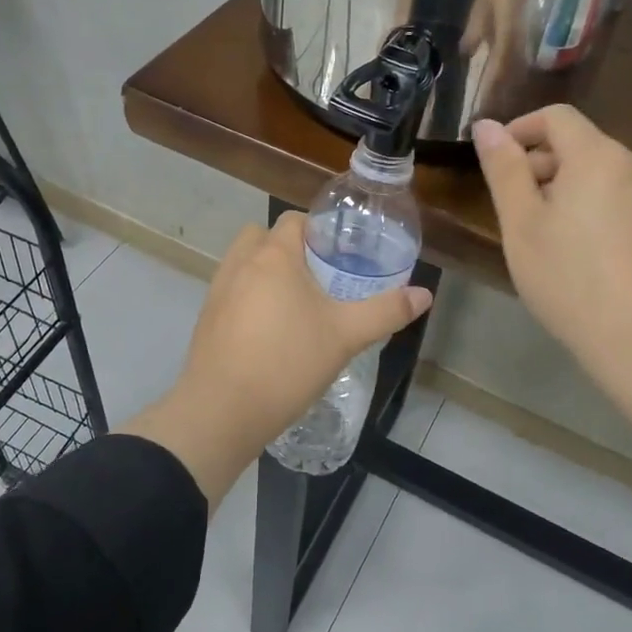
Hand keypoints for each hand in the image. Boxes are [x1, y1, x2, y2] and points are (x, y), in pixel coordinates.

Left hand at [119, 211, 432, 508]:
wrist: (222, 410)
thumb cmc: (288, 363)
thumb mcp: (346, 336)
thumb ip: (386, 311)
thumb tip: (425, 294)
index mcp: (274, 256)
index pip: (293, 220)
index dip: (318, 230)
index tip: (340, 255)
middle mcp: (239, 264)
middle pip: (263, 237)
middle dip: (288, 248)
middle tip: (317, 277)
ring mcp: (217, 291)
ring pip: (243, 264)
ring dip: (265, 273)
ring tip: (294, 305)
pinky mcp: (206, 318)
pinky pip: (231, 292)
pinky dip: (248, 298)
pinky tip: (269, 332)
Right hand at [473, 105, 631, 382]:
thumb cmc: (570, 278)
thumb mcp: (521, 223)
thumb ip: (503, 169)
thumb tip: (486, 125)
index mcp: (596, 155)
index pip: (556, 116)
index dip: (519, 129)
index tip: (494, 162)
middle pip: (578, 143)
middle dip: (538, 163)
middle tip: (510, 209)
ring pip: (597, 172)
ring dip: (561, 187)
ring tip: (539, 233)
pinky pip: (616, 196)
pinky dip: (588, 205)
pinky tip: (575, 249)